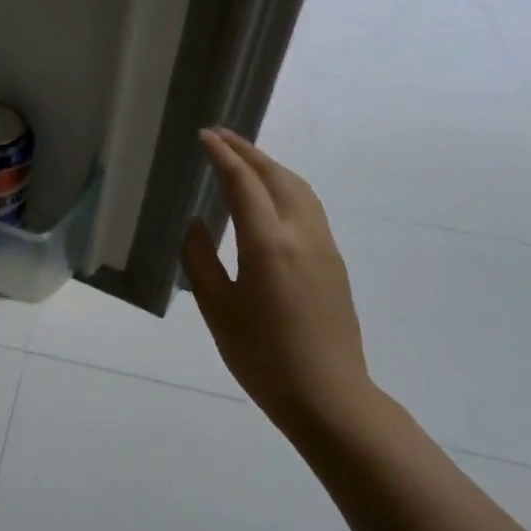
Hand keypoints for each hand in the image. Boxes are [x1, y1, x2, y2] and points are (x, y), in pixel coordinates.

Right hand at [181, 129, 375, 425]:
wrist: (327, 394)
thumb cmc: (261, 355)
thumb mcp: (216, 308)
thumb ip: (200, 260)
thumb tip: (196, 226)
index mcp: (268, 244)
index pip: (243, 184)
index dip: (223, 156)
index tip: (204, 137)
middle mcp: (301, 234)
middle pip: (277, 176)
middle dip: (249, 151)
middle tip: (221, 136)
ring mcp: (324, 247)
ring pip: (300, 189)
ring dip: (271, 167)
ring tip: (245, 159)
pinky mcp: (334, 262)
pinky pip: (309, 208)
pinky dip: (285, 188)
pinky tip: (270, 198)